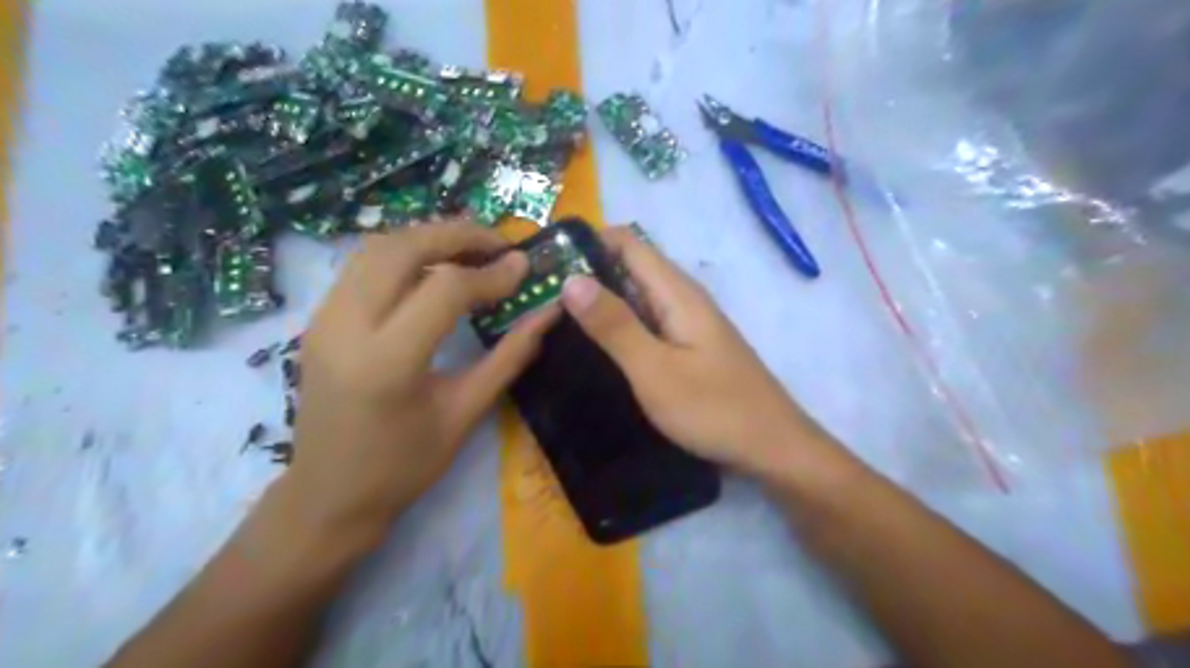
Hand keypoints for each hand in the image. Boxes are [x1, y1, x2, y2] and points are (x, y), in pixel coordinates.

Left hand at [285, 219, 554, 547]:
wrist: (327, 497)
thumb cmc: (403, 467)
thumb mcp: (465, 412)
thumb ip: (510, 356)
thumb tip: (549, 314)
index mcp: (387, 362)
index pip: (445, 289)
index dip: (491, 273)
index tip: (524, 267)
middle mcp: (345, 327)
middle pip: (402, 248)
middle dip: (456, 235)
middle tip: (499, 244)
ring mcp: (323, 319)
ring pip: (376, 247)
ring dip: (427, 238)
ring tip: (471, 250)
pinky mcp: (319, 320)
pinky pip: (362, 266)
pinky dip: (404, 254)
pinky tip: (434, 270)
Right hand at [562, 226, 828, 476]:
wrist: (773, 448)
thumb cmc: (714, 409)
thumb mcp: (655, 370)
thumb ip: (614, 325)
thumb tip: (571, 279)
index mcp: (677, 292)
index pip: (627, 243)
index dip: (587, 242)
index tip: (546, 261)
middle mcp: (683, 298)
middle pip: (630, 266)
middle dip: (587, 273)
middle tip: (540, 295)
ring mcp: (688, 323)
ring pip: (637, 296)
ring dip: (601, 300)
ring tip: (556, 317)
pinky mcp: (689, 347)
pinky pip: (648, 321)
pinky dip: (619, 323)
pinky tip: (596, 344)